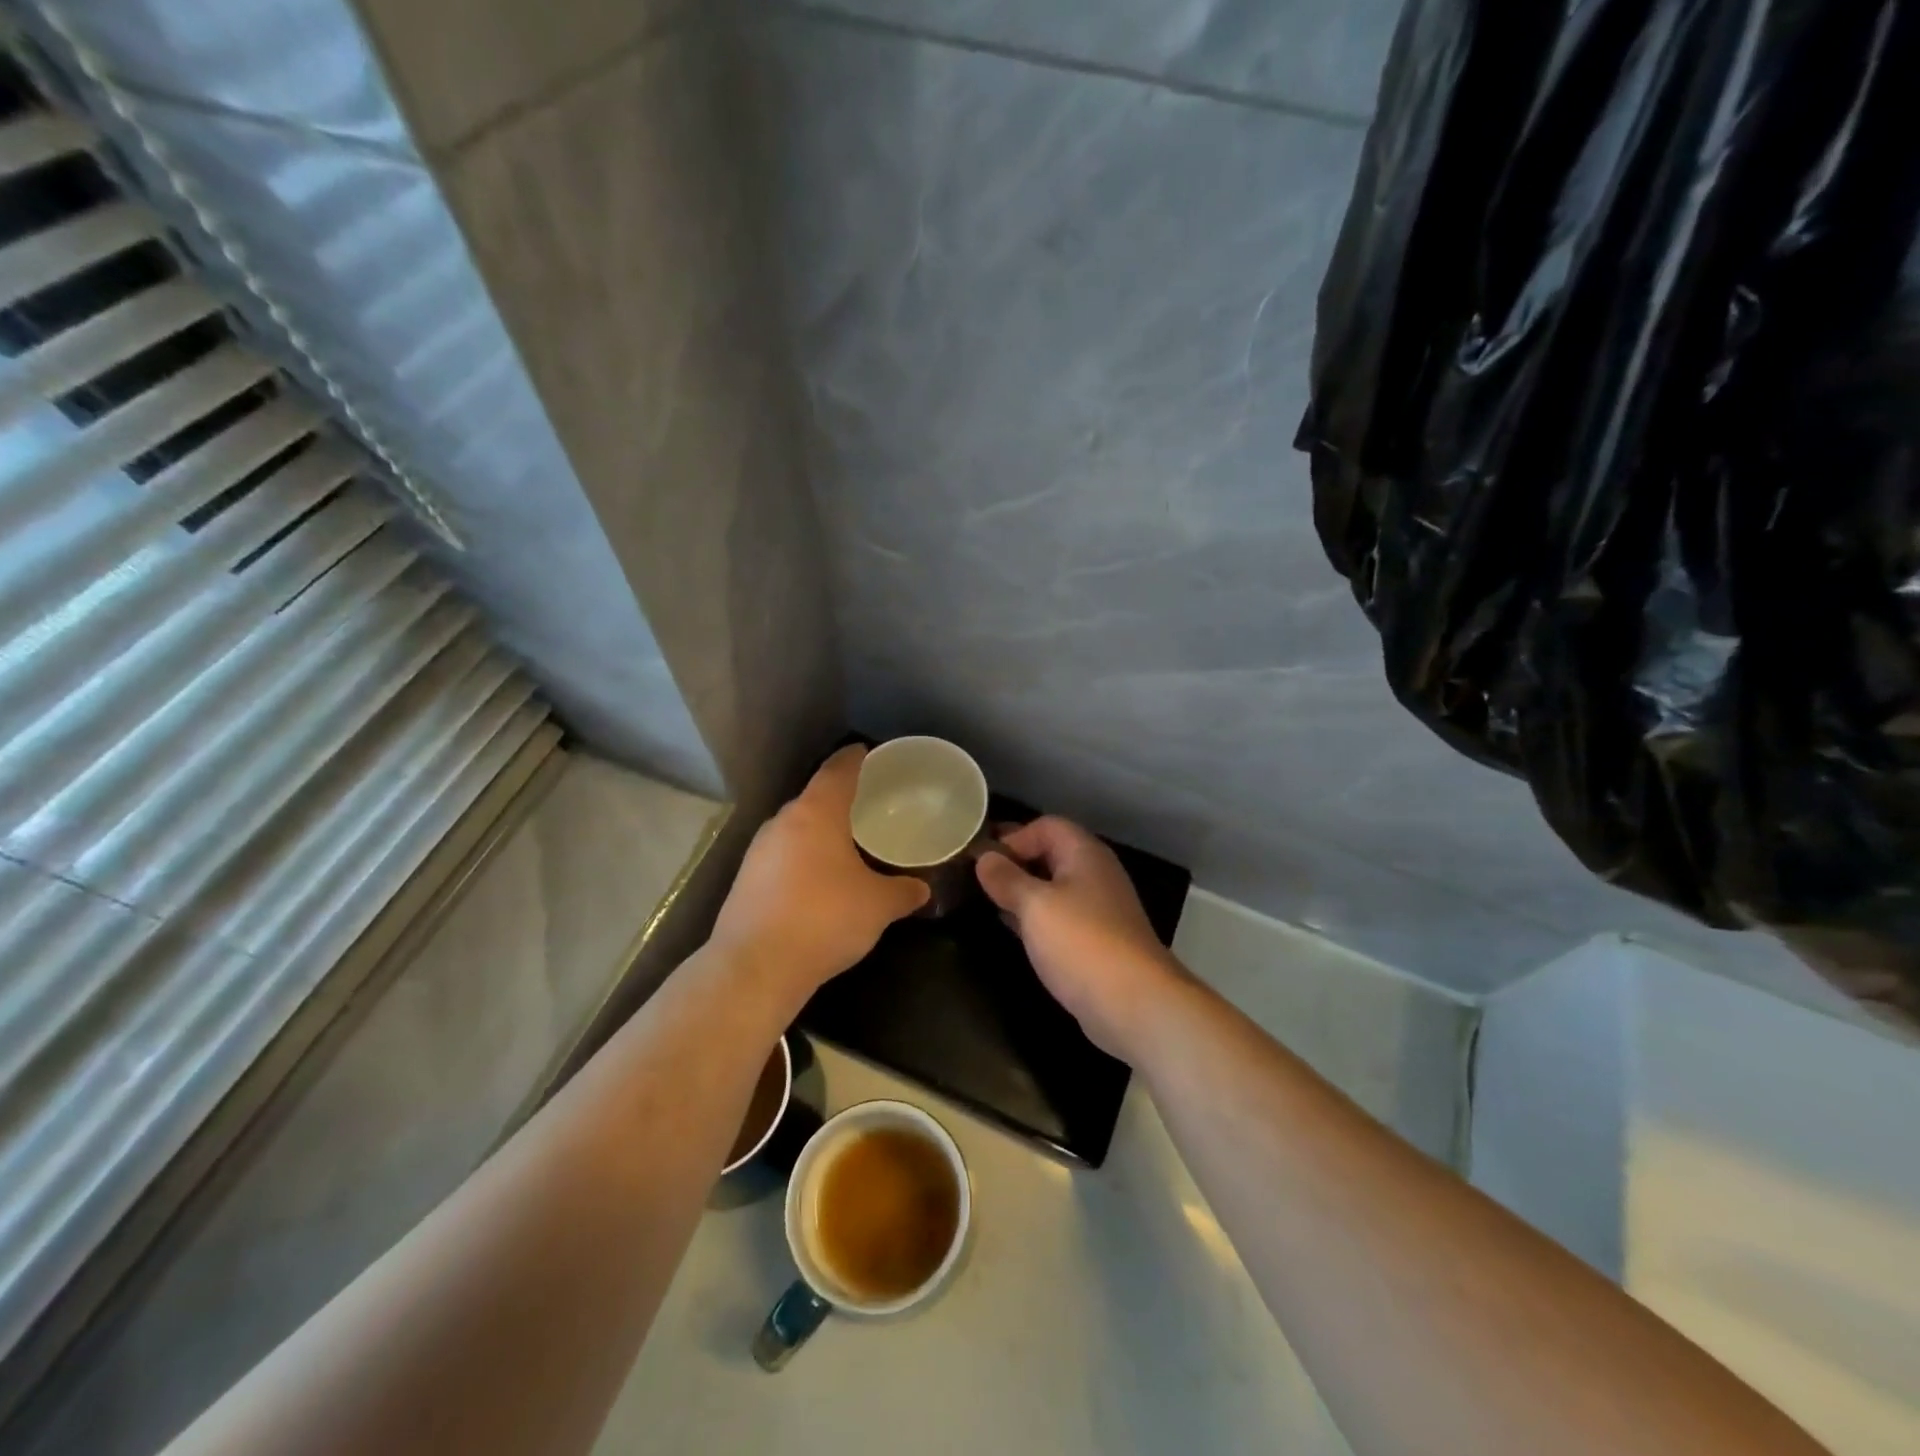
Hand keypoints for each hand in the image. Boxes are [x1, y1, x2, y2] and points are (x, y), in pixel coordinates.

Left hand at [711, 746, 929, 993]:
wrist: (756, 967)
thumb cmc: (825, 919)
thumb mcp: (878, 906)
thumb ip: (903, 892)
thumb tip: (923, 889)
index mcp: (816, 813)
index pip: (838, 770)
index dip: (854, 758)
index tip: (867, 752)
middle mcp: (782, 822)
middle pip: (813, 797)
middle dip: (838, 798)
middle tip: (866, 803)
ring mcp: (758, 851)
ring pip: (794, 828)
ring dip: (818, 830)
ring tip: (844, 842)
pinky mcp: (745, 880)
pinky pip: (781, 855)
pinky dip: (801, 858)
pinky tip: (816, 879)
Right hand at [976, 817, 1190, 1059]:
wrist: (1134, 1004)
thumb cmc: (1081, 942)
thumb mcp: (1035, 905)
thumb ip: (1007, 879)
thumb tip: (984, 857)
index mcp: (1084, 854)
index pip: (1046, 826)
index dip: (1014, 837)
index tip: (983, 860)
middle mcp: (1095, 874)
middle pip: (1052, 854)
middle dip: (1016, 863)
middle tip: (979, 879)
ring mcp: (1099, 909)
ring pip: (1054, 888)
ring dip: (1024, 892)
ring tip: (989, 902)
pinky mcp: (1096, 941)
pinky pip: (1060, 917)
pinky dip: (1036, 918)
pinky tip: (1015, 931)